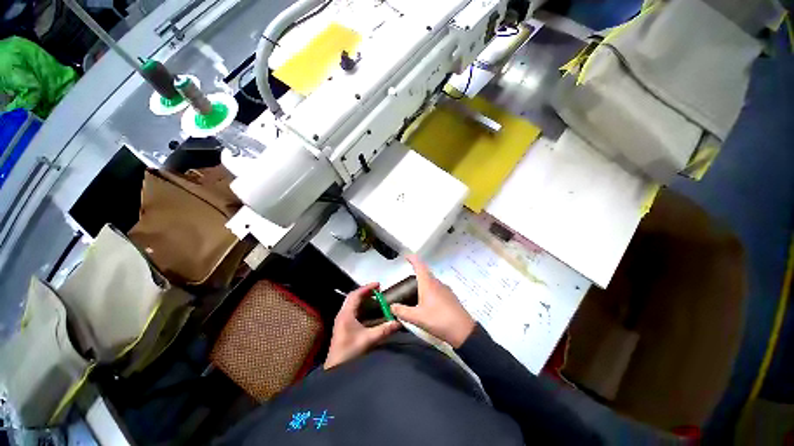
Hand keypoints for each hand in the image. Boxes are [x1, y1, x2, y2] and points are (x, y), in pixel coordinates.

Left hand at [324, 283, 400, 369]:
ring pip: (352, 303)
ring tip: (375, 298)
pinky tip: (369, 311)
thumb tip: (398, 322)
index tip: (378, 285)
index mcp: (346, 314)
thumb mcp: (368, 340)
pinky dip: (361, 306)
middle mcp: (342, 314)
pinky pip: (352, 310)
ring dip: (363, 299)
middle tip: (378, 290)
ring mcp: (342, 320)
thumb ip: (383, 330)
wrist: (335, 370)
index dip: (367, 288)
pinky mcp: (343, 326)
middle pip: (353, 297)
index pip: (356, 295)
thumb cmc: (349, 352)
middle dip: (365, 292)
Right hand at [391, 255, 475, 347]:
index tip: (406, 255)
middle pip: (425, 273)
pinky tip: (428, 303)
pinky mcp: (451, 297)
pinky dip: (430, 291)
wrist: (463, 331)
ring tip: (416, 293)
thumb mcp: (417, 318)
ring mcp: (446, 290)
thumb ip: (402, 311)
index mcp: (428, 284)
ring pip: (432, 282)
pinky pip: (438, 289)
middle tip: (407, 280)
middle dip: (416, 273)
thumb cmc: (438, 320)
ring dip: (423, 283)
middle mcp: (437, 283)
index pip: (420, 266)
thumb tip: (392, 306)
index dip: (412, 259)